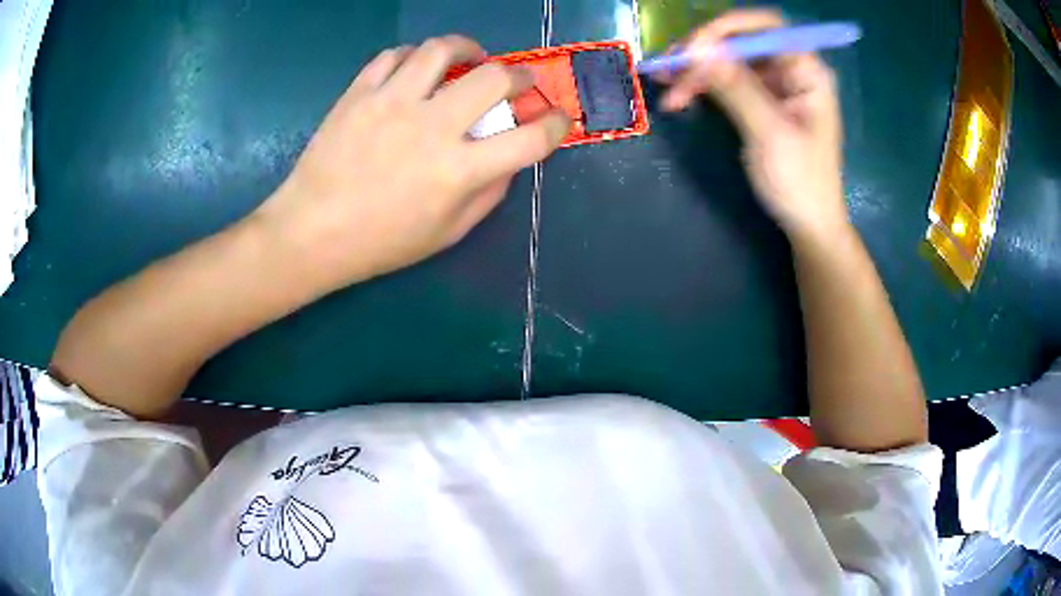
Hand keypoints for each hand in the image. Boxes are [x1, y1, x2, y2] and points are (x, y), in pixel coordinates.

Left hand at [256, 35, 570, 291]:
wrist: (311, 232)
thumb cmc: (380, 242)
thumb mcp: (446, 234)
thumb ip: (488, 194)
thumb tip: (510, 159)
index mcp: (458, 171)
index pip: (531, 137)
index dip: (556, 124)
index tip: (558, 118)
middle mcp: (431, 127)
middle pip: (494, 78)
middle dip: (519, 75)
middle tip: (516, 81)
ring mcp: (391, 103)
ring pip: (441, 50)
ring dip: (466, 48)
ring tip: (469, 58)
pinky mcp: (359, 93)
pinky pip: (394, 55)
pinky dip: (414, 56)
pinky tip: (416, 68)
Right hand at [657, 10, 846, 241]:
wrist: (807, 224)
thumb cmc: (800, 182)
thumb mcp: (768, 133)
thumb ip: (735, 87)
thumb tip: (696, 51)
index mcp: (806, 72)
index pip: (766, 27)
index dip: (728, 29)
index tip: (694, 47)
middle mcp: (790, 71)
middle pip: (742, 42)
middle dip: (704, 51)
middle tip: (669, 66)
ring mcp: (774, 86)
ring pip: (728, 61)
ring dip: (695, 69)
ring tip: (664, 82)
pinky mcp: (759, 102)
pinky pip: (726, 82)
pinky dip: (702, 86)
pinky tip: (677, 95)